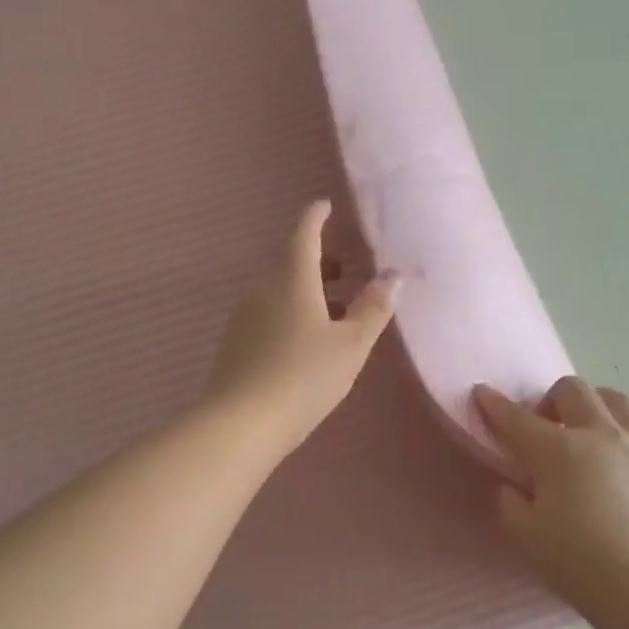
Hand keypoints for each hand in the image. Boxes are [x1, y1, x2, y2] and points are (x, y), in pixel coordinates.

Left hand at [206, 199, 400, 453]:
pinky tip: (308, 341)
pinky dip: (292, 312)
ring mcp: (244, 316)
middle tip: (345, 268)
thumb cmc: (304, 377)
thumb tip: (393, 274)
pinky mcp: (235, 343)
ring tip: (336, 310)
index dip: (315, 217)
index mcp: (291, 280)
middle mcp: (263, 289)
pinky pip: (269, 313)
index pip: (303, 234)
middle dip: (318, 260)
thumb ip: (374, 308)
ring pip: (280, 290)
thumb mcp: (351, 345)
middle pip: (290, 263)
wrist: (241, 423)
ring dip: (307, 291)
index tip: (324, 205)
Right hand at [473, 377, 628, 607]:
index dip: (494, 404)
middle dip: (547, 399)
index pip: (516, 418)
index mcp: (557, 450)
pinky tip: (622, 435)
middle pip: (570, 390)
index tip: (481, 393)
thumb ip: (510, 500)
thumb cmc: (575, 561)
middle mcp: (597, 434)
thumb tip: (516, 485)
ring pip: (615, 398)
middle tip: (540, 429)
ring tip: (582, 425)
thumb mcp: (523, 532)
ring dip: (592, 402)